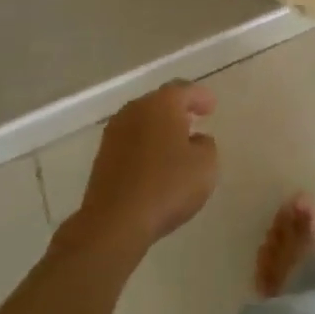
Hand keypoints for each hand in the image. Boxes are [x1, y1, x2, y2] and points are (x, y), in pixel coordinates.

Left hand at [67, 81, 218, 257]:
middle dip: (178, 110)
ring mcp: (115, 132)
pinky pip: (131, 142)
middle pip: (161, 102)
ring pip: (143, 121)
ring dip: (159, 128)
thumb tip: (195, 140)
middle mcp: (136, 109)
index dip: (200, 97)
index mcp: (162, 103)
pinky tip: (154, 164)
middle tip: (194, 121)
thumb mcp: (205, 165)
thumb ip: (206, 145)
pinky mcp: (102, 157)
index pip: (185, 90)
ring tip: (175, 144)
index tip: (211, 107)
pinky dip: (145, 146)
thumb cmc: (166, 187)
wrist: (114, 223)